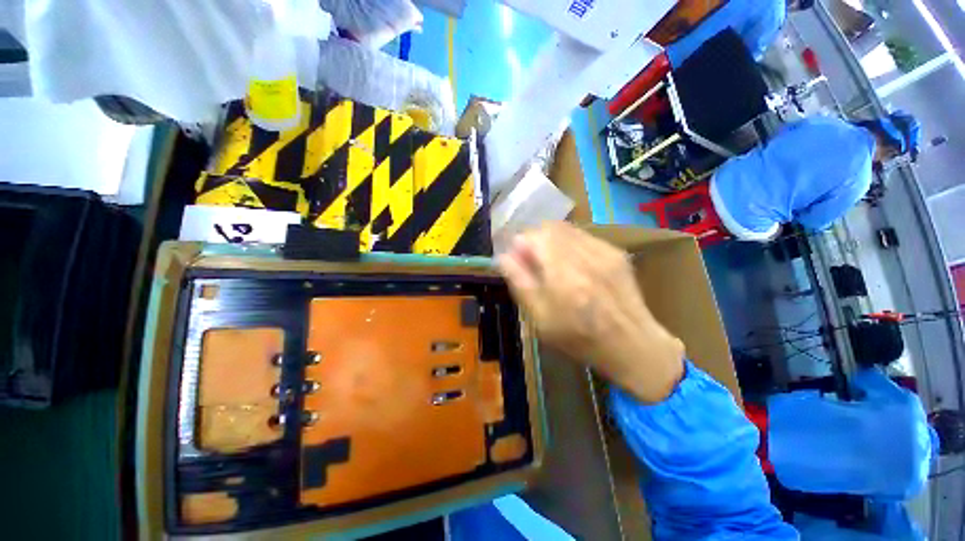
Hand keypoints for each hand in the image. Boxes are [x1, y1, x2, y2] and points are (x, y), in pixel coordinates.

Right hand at [498, 222, 684, 403]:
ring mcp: (603, 250)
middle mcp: (583, 255)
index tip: (518, 260)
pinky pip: (582, 235)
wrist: (631, 343)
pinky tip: (573, 264)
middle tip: (534, 261)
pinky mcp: (614, 251)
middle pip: (548, 227)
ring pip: (565, 229)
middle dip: (534, 240)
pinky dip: (569, 244)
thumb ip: (520, 282)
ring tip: (552, 263)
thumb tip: (503, 256)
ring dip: (551, 240)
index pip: (532, 236)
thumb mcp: (540, 318)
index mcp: (562, 274)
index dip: (519, 245)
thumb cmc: (578, 337)